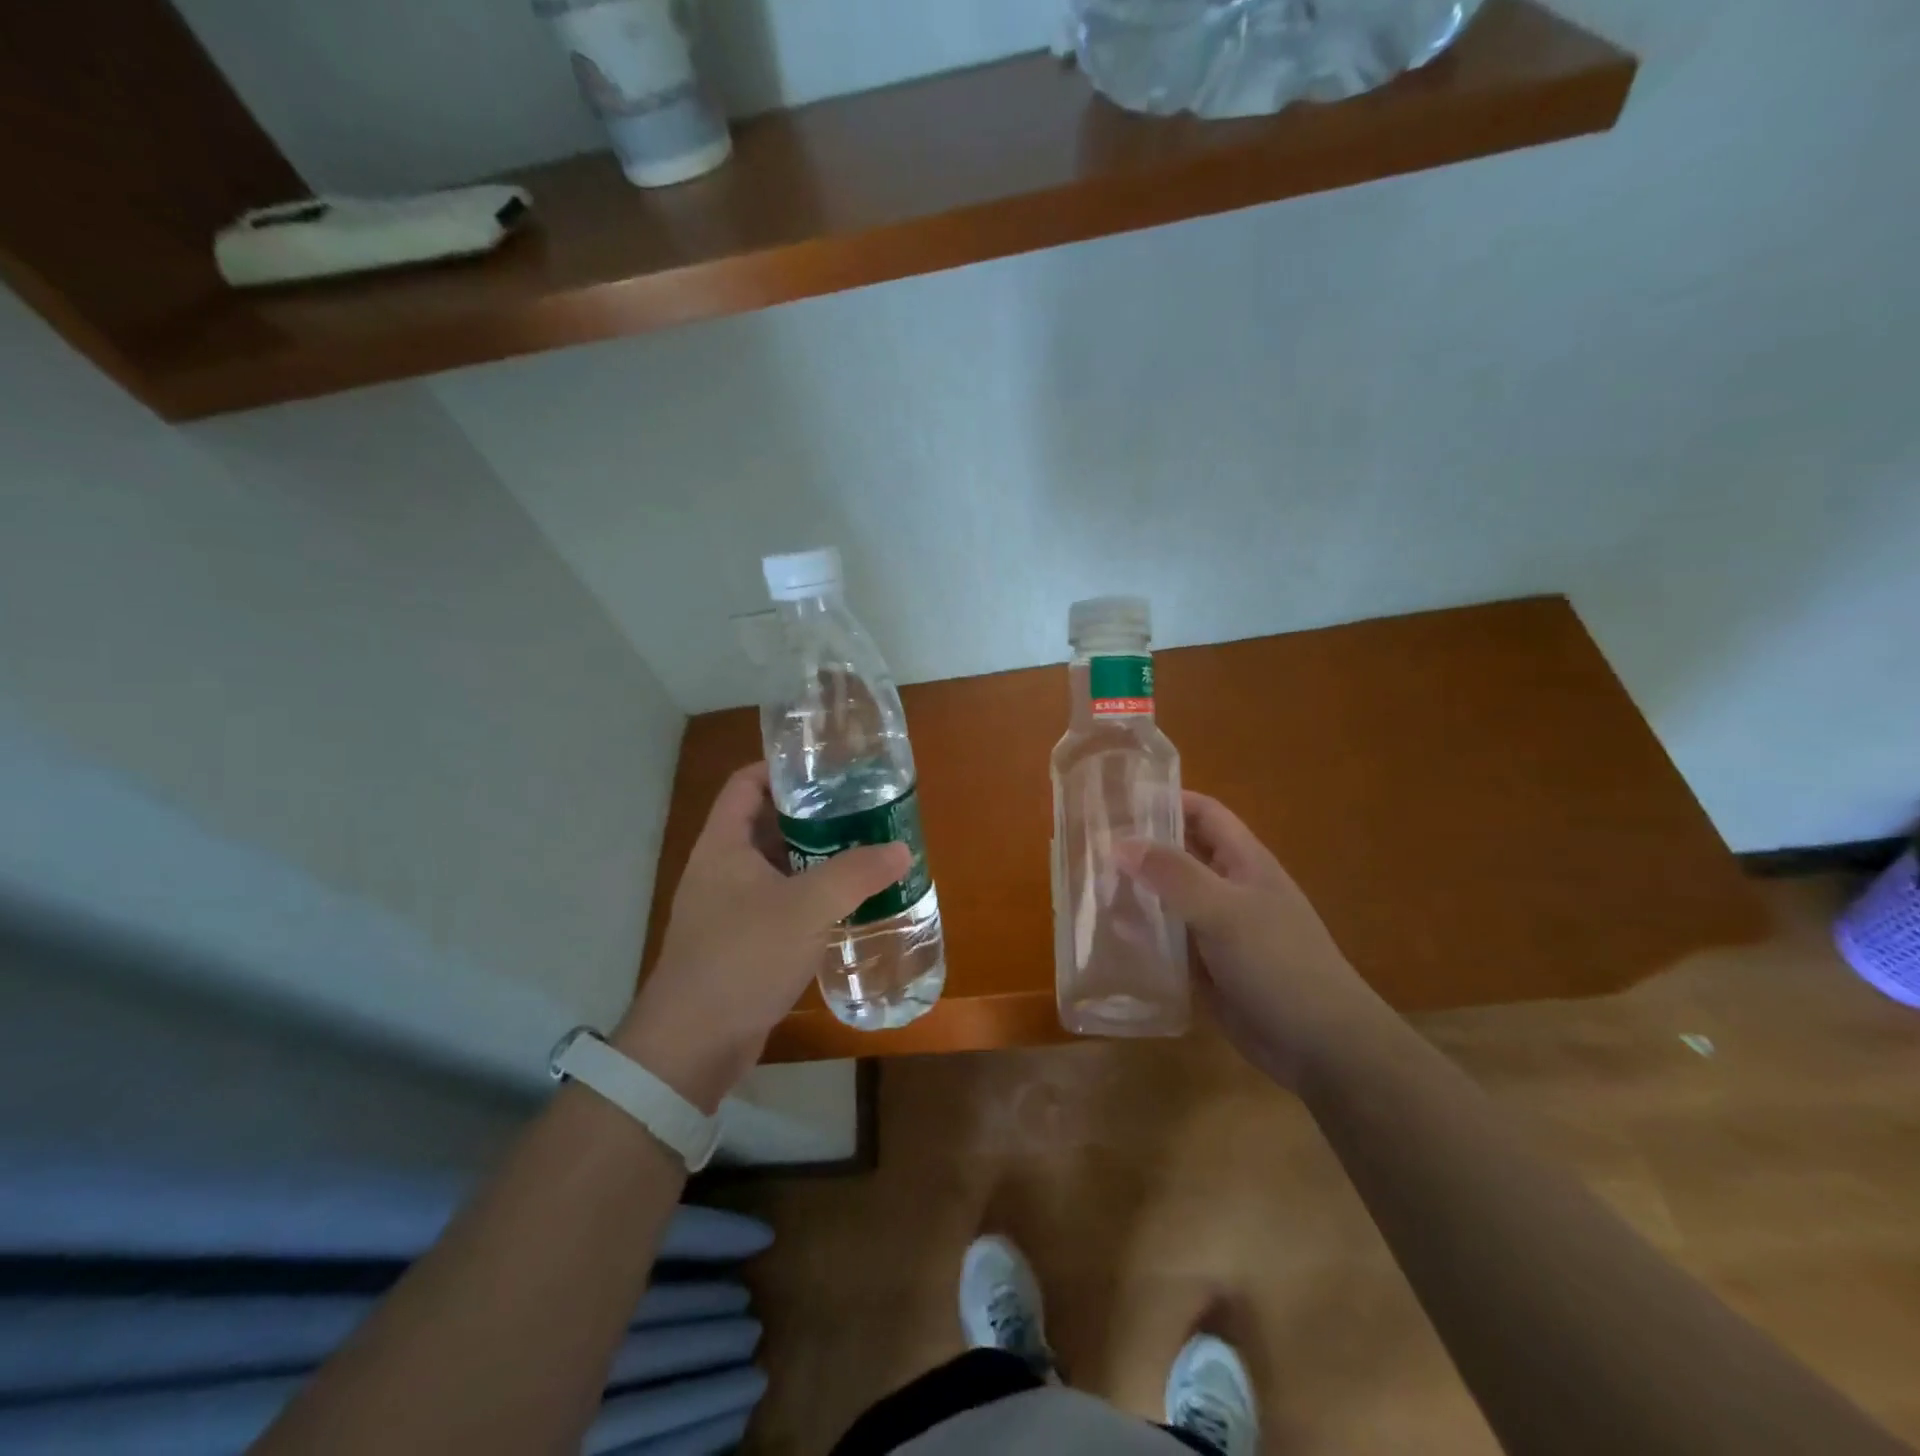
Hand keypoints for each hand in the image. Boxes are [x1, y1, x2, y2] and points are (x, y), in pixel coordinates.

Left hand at [614, 763, 910, 1111]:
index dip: (781, 768)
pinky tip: (844, 905)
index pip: (746, 783)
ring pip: (775, 867)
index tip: (826, 768)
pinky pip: (777, 904)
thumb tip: (900, 850)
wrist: (693, 1044)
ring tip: (862, 852)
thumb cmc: (743, 957)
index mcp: (723, 844)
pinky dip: (808, 897)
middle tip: (859, 810)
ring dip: (814, 859)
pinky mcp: (738, 943)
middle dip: (811, 815)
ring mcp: (726, 908)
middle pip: (765, 823)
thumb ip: (856, 873)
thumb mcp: (807, 907)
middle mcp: (720, 869)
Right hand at [1118, 791, 1386, 1089]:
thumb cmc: (1280, 963)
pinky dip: (1142, 935)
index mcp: (1244, 862)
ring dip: (1135, 892)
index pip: (1203, 813)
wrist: (1322, 1046)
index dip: (1167, 800)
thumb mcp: (1225, 911)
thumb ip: (1173, 875)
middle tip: (1089, 845)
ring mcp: (1217, 929)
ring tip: (1087, 886)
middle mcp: (1228, 889)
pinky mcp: (1206, 967)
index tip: (1119, 800)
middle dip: (1141, 847)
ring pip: (1169, 899)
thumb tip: (1121, 844)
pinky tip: (1108, 935)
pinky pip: (1167, 941)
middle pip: (1180, 855)